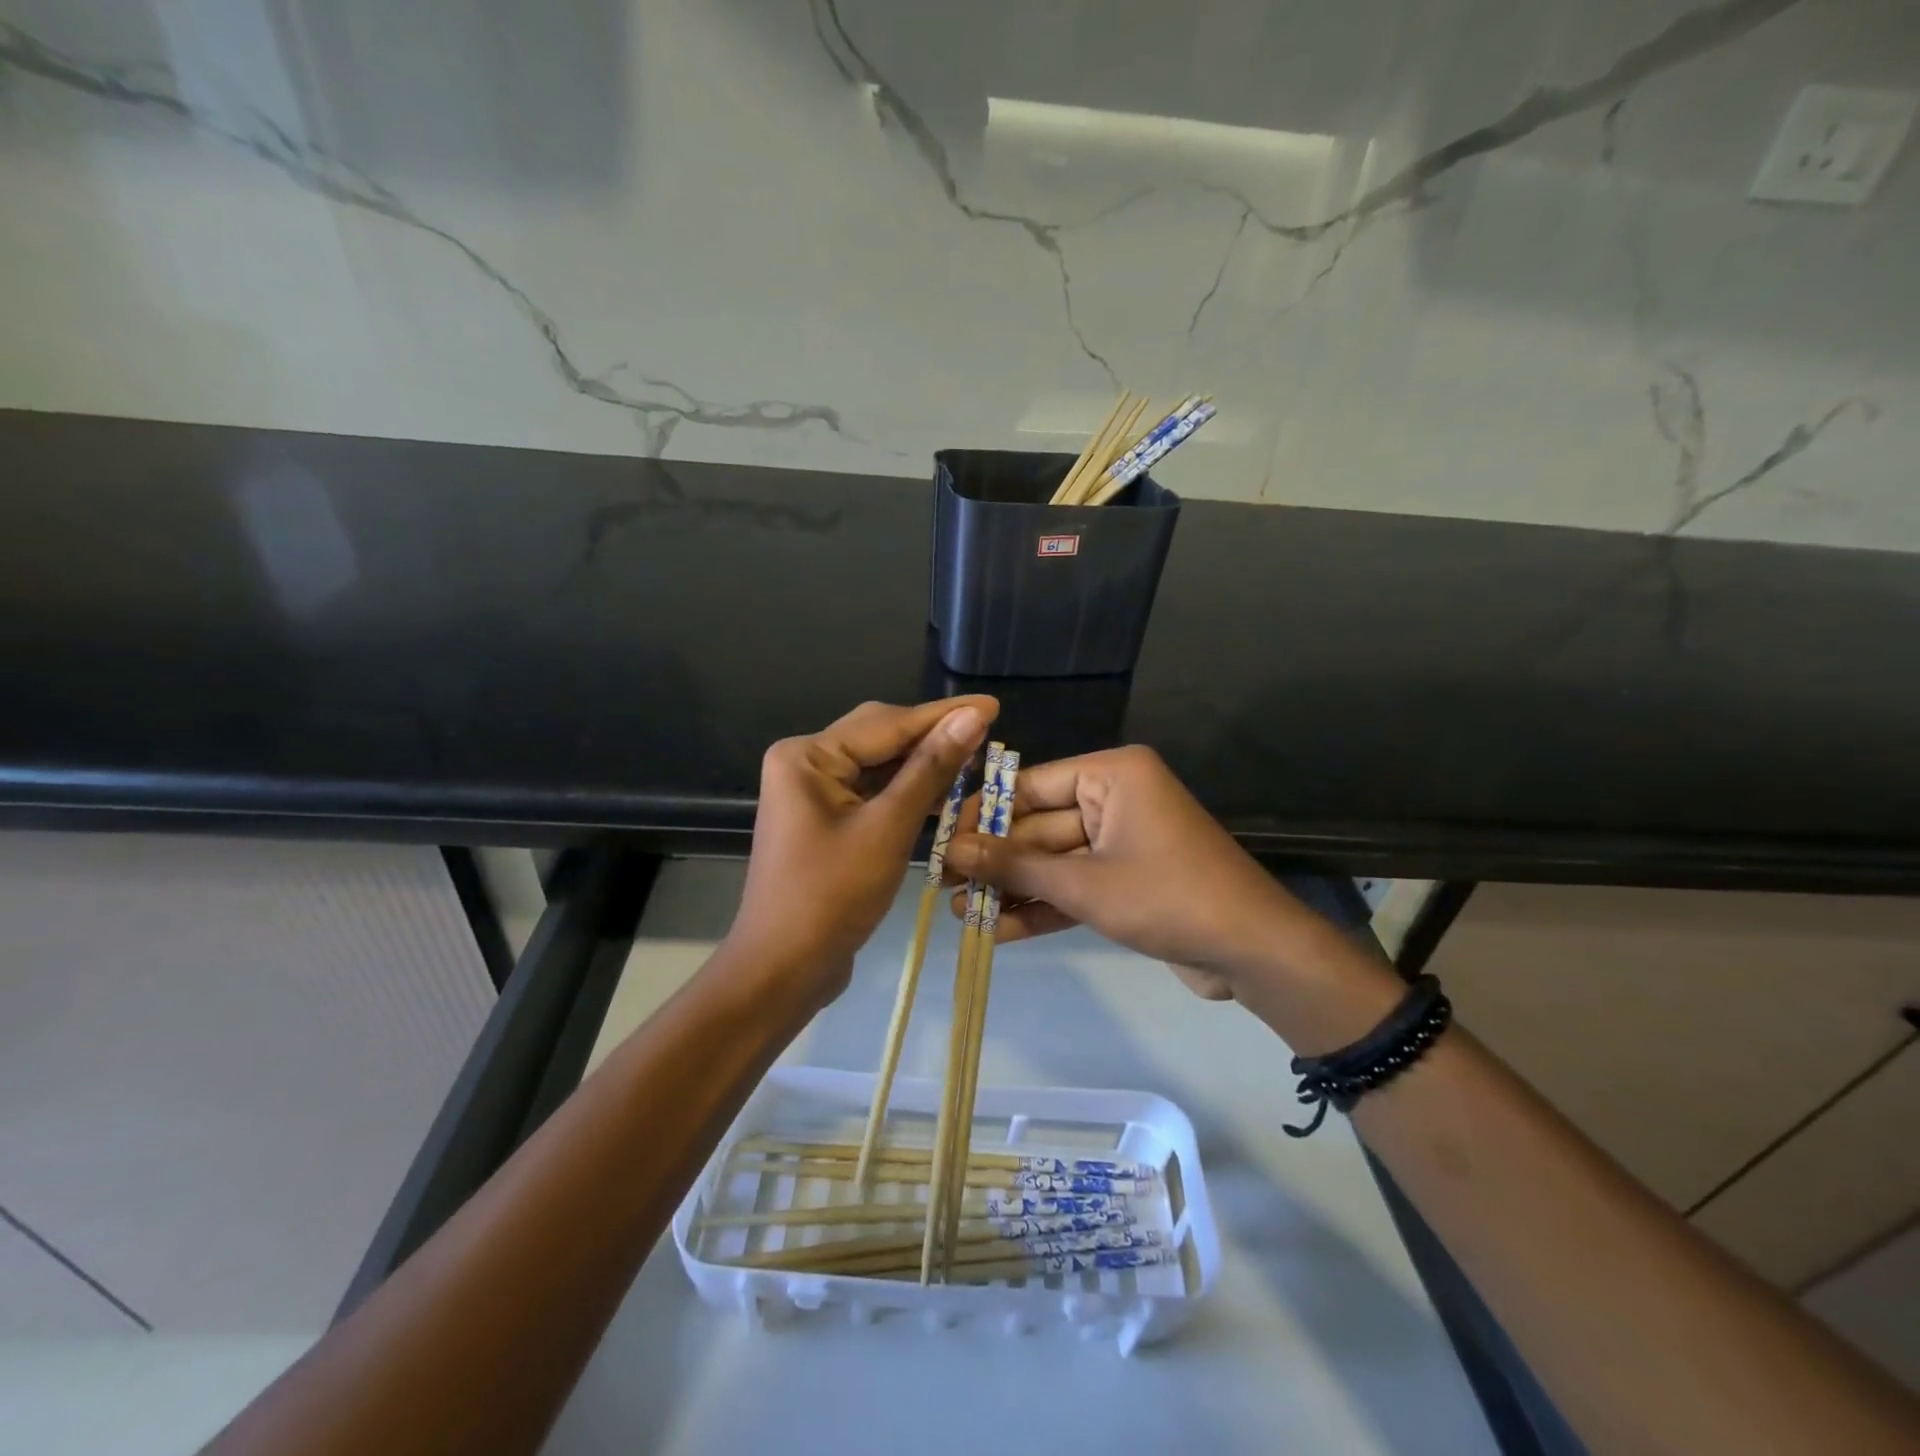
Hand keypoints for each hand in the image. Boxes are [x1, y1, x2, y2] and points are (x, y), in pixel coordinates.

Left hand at [727, 696, 996, 1009]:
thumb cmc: (831, 897)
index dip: (943, 715)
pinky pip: (873, 794)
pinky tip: (944, 793)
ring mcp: (814, 794)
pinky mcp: (826, 821)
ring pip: (880, 766)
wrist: (783, 970)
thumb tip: (972, 716)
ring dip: (924, 766)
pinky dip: (907, 793)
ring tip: (976, 759)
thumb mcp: (888, 829)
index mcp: (807, 757)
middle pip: (880, 738)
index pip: (887, 723)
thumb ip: (930, 769)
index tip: (993, 705)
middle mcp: (806, 764)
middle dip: (933, 737)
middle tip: (988, 732)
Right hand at [942, 745, 1305, 993]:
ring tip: (960, 914)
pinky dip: (1043, 907)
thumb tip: (953, 851)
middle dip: (995, 862)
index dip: (984, 815)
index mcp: (1112, 775)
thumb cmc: (1167, 897)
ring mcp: (1121, 841)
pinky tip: (997, 931)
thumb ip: (1016, 866)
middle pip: (1039, 827)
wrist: (1253, 953)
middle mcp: (1115, 799)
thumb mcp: (1084, 883)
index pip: (1031, 785)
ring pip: (1053, 861)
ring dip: (1013, 889)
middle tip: (943, 886)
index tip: (942, 841)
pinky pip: (1075, 885)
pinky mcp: (1126, 880)